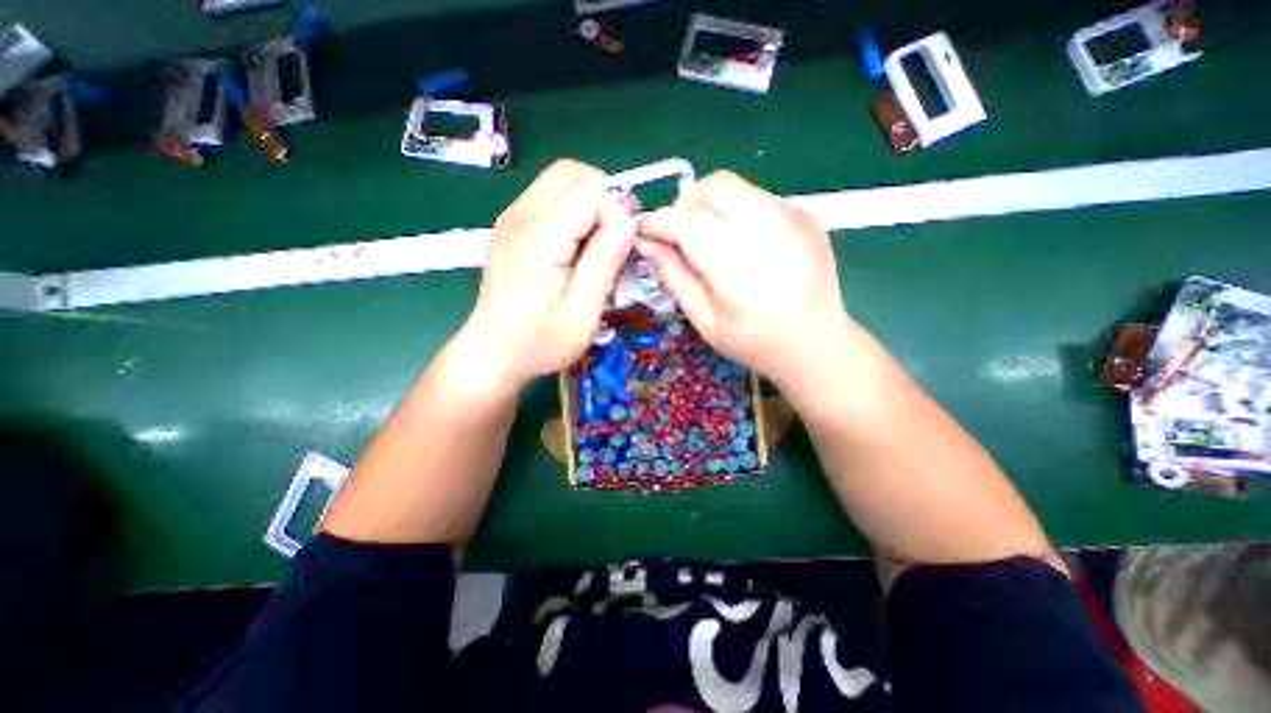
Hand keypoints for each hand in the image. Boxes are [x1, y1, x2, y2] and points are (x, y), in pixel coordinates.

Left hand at [461, 159, 635, 385]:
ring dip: (592, 202)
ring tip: (602, 241)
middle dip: (607, 198)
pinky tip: (581, 244)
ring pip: (562, 180)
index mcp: (537, 242)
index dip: (617, 214)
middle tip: (619, 237)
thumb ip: (603, 266)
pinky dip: (576, 210)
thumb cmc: (538, 343)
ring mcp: (512, 218)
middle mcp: (520, 218)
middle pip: (573, 174)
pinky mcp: (513, 225)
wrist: (492, 353)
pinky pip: (551, 196)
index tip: (625, 249)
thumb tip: (628, 225)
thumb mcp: (581, 316)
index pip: (589, 194)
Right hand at [641, 170, 847, 387]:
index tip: (646, 231)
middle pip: (716, 186)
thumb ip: (674, 277)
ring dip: (714, 207)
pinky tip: (746, 246)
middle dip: (689, 204)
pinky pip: (760, 199)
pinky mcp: (807, 216)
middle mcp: (769, 231)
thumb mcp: (704, 320)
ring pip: (738, 187)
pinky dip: (741, 213)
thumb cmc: (754, 341)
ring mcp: (794, 218)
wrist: (816, 344)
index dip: (660, 221)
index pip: (688, 222)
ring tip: (714, 240)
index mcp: (738, 267)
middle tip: (683, 235)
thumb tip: (647, 245)